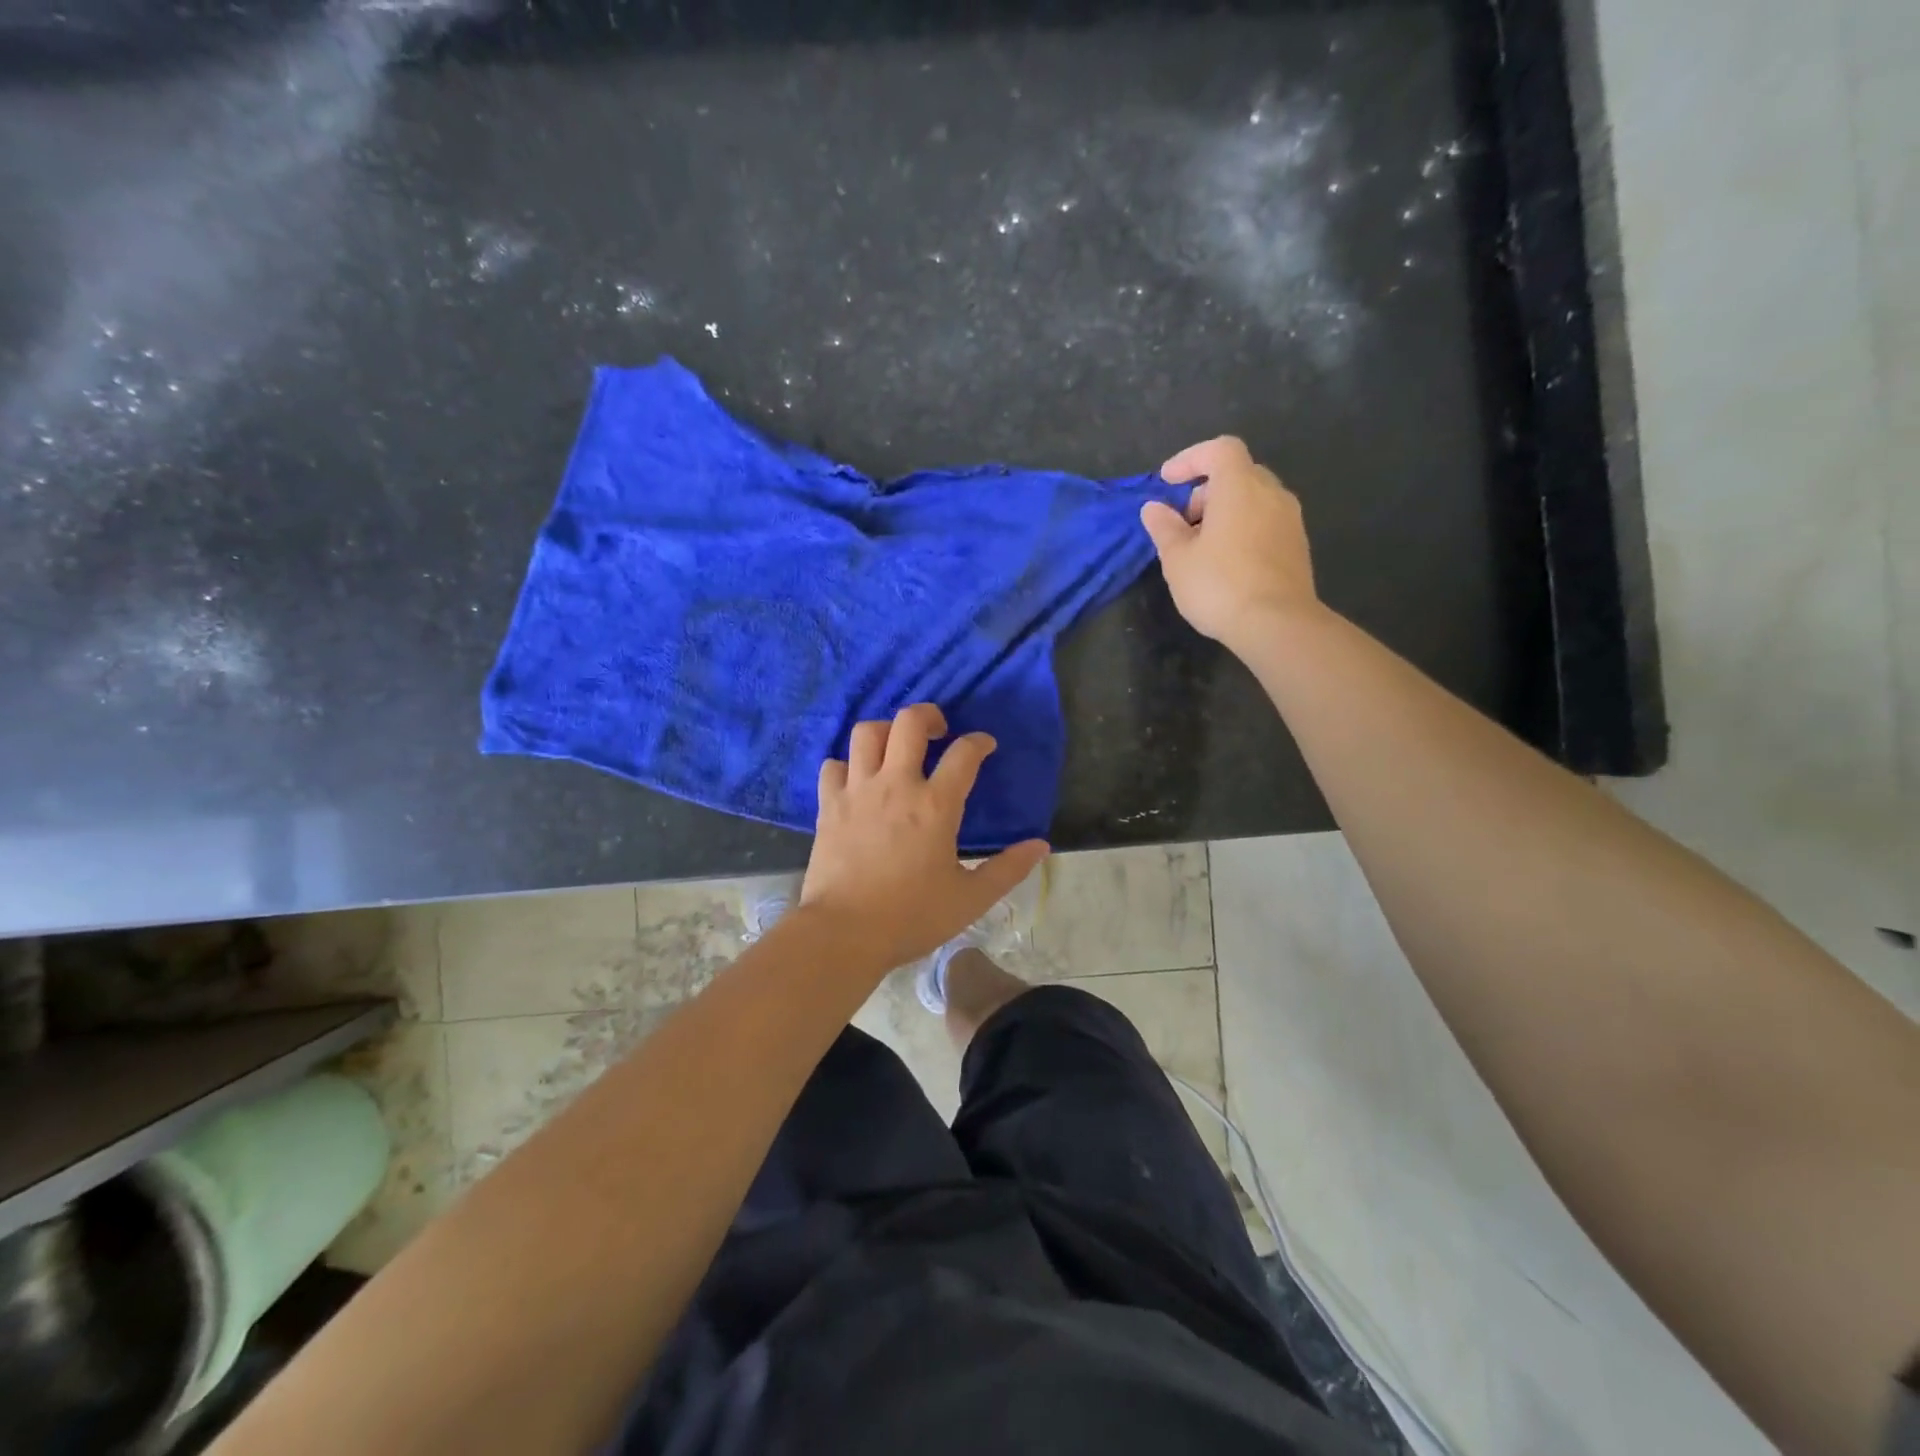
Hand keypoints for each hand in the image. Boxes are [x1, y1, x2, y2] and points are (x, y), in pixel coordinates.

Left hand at [801, 704, 1049, 972]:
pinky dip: (846, 765)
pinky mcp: (829, 805)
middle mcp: (896, 785)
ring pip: (867, 733)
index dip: (979, 742)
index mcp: (936, 805)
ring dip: (885, 731)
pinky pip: (833, 765)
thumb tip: (1040, 845)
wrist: (843, 933)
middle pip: (910, 722)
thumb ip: (1008, 869)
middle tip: (938, 731)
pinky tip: (856, 780)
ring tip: (895, 747)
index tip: (985, 745)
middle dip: (929, 714)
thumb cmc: (911, 917)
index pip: (964, 753)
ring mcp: (858, 791)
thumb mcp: (970, 899)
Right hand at [1141, 436, 1319, 650]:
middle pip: (1238, 473)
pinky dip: (1244, 528)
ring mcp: (1290, 520)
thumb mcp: (1178, 559)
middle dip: (1207, 489)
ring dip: (1226, 511)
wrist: (1277, 624)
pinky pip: (1266, 521)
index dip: (1191, 458)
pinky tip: (1228, 561)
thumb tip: (1154, 508)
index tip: (1167, 481)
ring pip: (1255, 499)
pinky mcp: (1297, 546)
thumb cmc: (1219, 585)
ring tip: (1203, 545)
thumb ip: (1165, 528)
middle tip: (1183, 521)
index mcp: (1240, 487)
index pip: (1219, 450)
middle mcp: (1271, 494)